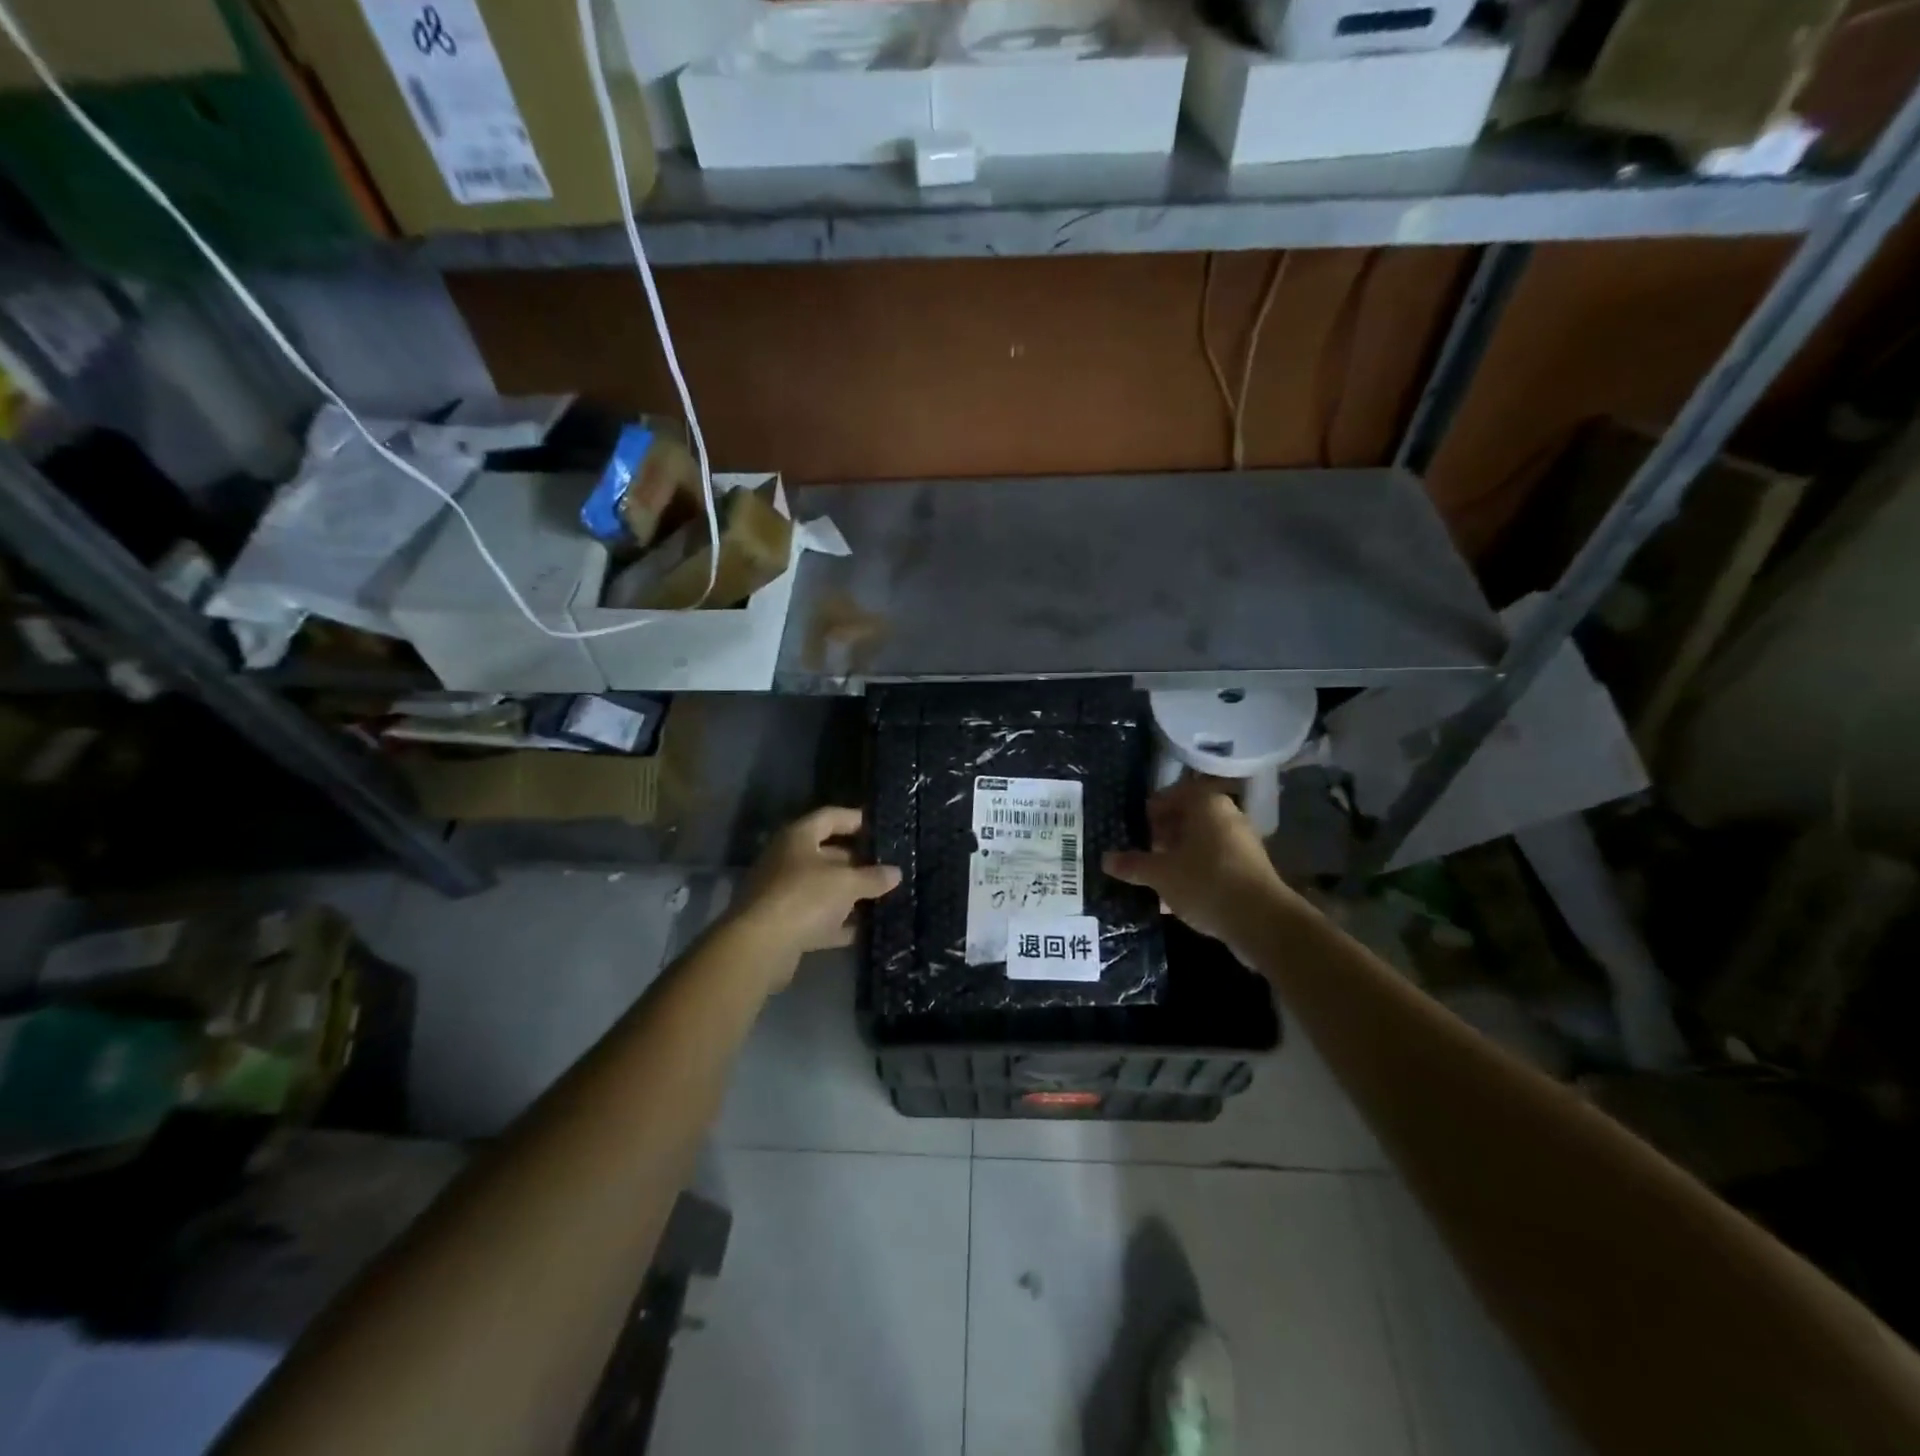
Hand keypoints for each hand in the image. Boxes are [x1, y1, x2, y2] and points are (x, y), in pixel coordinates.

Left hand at [727, 807, 901, 979]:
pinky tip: (863, 930)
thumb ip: (872, 876)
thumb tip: (895, 872)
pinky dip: (837, 923)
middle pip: (827, 854)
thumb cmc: (804, 897)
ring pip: (823, 888)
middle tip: (887, 868)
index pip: (830, 817)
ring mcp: (782, 893)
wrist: (760, 946)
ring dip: (849, 894)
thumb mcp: (847, 883)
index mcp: (798, 837)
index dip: (855, 820)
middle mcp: (787, 860)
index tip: (880, 828)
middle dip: (857, 862)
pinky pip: (817, 918)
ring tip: (882, 898)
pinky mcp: (783, 925)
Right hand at [1103, 778, 1295, 949]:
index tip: (1134, 832)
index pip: (1171, 795)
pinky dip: (1195, 874)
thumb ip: (1133, 864)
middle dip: (1163, 836)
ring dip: (1178, 858)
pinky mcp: (1250, 869)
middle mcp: (1227, 815)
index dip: (1150, 812)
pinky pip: (1214, 863)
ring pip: (1200, 843)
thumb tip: (1106, 859)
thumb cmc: (1205, 882)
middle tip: (1142, 855)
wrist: (1261, 921)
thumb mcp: (1161, 874)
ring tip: (1155, 879)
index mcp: (1206, 804)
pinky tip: (1177, 899)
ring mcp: (1242, 843)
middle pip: (1187, 819)